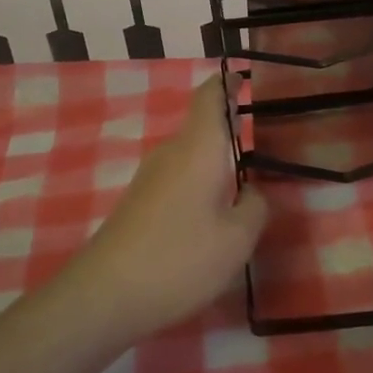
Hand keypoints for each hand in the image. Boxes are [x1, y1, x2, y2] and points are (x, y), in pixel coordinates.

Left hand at [70, 75, 267, 337]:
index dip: (227, 83)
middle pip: (202, 125)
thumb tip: (252, 192)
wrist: (105, 294)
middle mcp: (171, 152)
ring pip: (191, 155)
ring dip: (216, 161)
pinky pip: (178, 178)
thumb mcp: (236, 240)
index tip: (246, 78)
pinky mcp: (139, 201)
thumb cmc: (180, 258)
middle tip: (267, 140)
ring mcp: (150, 176)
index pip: (210, 96)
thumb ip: (255, 208)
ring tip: (246, 181)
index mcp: (199, 147)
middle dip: (231, 128)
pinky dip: (199, 183)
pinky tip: (212, 213)